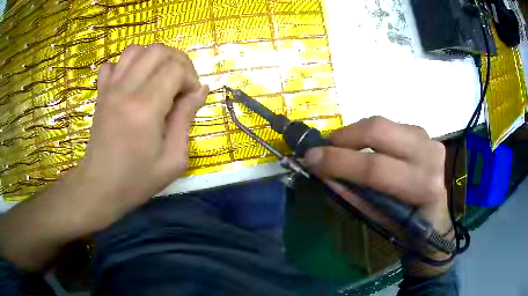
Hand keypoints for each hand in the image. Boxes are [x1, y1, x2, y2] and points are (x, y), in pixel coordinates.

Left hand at [75, 44, 207, 231]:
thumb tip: (201, 90)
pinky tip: (132, 82)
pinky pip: (112, 64)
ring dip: (154, 58)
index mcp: (145, 107)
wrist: (100, 187)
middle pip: (158, 50)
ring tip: (159, 78)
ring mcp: (110, 88)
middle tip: (181, 83)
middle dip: (178, 61)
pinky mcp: (100, 93)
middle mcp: (126, 89)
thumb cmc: (137, 179)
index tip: (191, 98)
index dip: (190, 78)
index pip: (176, 68)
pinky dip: (125, 66)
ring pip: (135, 50)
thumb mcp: (173, 159)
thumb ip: (186, 119)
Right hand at [302, 116, 452, 273]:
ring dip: (355, 133)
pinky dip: (370, 133)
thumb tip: (323, 173)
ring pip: (382, 123)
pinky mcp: (423, 131)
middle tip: (325, 147)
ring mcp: (428, 138)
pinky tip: (366, 146)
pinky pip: (389, 125)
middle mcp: (428, 155)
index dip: (338, 161)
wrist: (438, 211)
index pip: (374, 168)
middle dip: (344, 137)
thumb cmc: (408, 224)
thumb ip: (352, 195)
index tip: (310, 158)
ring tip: (342, 148)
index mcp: (421, 186)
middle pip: (378, 130)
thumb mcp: (379, 219)